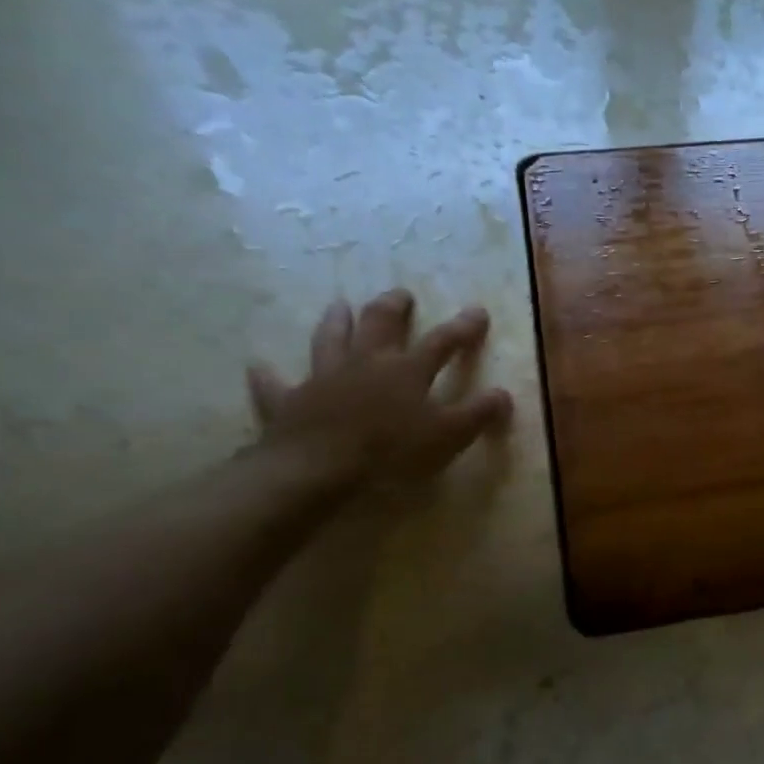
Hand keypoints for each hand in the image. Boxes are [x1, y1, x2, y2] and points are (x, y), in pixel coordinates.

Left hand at [246, 290, 512, 482]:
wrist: (319, 468)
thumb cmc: (391, 452)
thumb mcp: (448, 436)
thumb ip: (477, 413)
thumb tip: (504, 393)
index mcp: (406, 371)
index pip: (442, 342)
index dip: (462, 327)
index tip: (477, 311)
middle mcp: (365, 364)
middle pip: (380, 325)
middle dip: (393, 307)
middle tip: (401, 294)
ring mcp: (323, 379)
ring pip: (329, 340)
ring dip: (336, 322)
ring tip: (339, 306)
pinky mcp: (289, 402)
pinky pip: (275, 385)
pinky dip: (268, 375)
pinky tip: (259, 366)